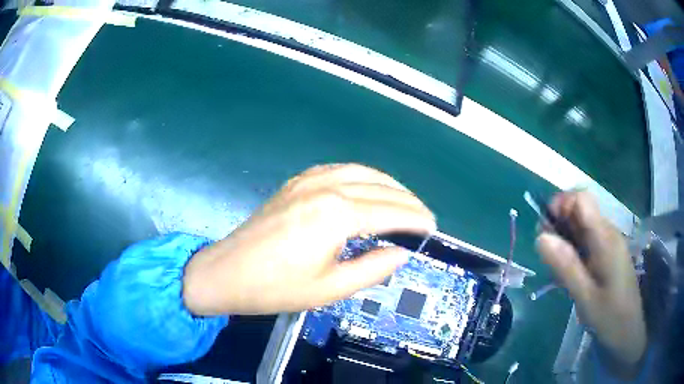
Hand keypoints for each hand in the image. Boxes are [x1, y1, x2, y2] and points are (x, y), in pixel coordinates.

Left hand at [183, 164, 435, 314]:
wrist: (228, 272)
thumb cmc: (276, 287)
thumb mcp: (330, 289)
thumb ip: (373, 269)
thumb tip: (402, 253)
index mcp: (337, 215)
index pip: (391, 212)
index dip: (416, 219)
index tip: (433, 227)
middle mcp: (327, 188)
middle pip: (381, 188)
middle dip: (408, 201)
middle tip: (424, 217)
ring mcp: (309, 180)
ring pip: (362, 172)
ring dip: (389, 184)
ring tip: (404, 201)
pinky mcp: (296, 182)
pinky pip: (339, 169)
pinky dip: (362, 175)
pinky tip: (367, 186)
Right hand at [536, 191, 645, 368]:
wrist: (628, 331)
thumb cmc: (609, 317)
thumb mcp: (584, 297)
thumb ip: (566, 266)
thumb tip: (540, 237)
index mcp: (605, 238)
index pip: (582, 198)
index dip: (562, 204)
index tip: (546, 230)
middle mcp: (608, 232)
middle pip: (581, 209)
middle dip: (559, 222)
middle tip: (547, 254)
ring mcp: (609, 242)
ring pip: (582, 225)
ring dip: (565, 237)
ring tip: (555, 267)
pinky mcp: (608, 253)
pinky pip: (587, 239)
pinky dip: (573, 248)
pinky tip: (569, 271)